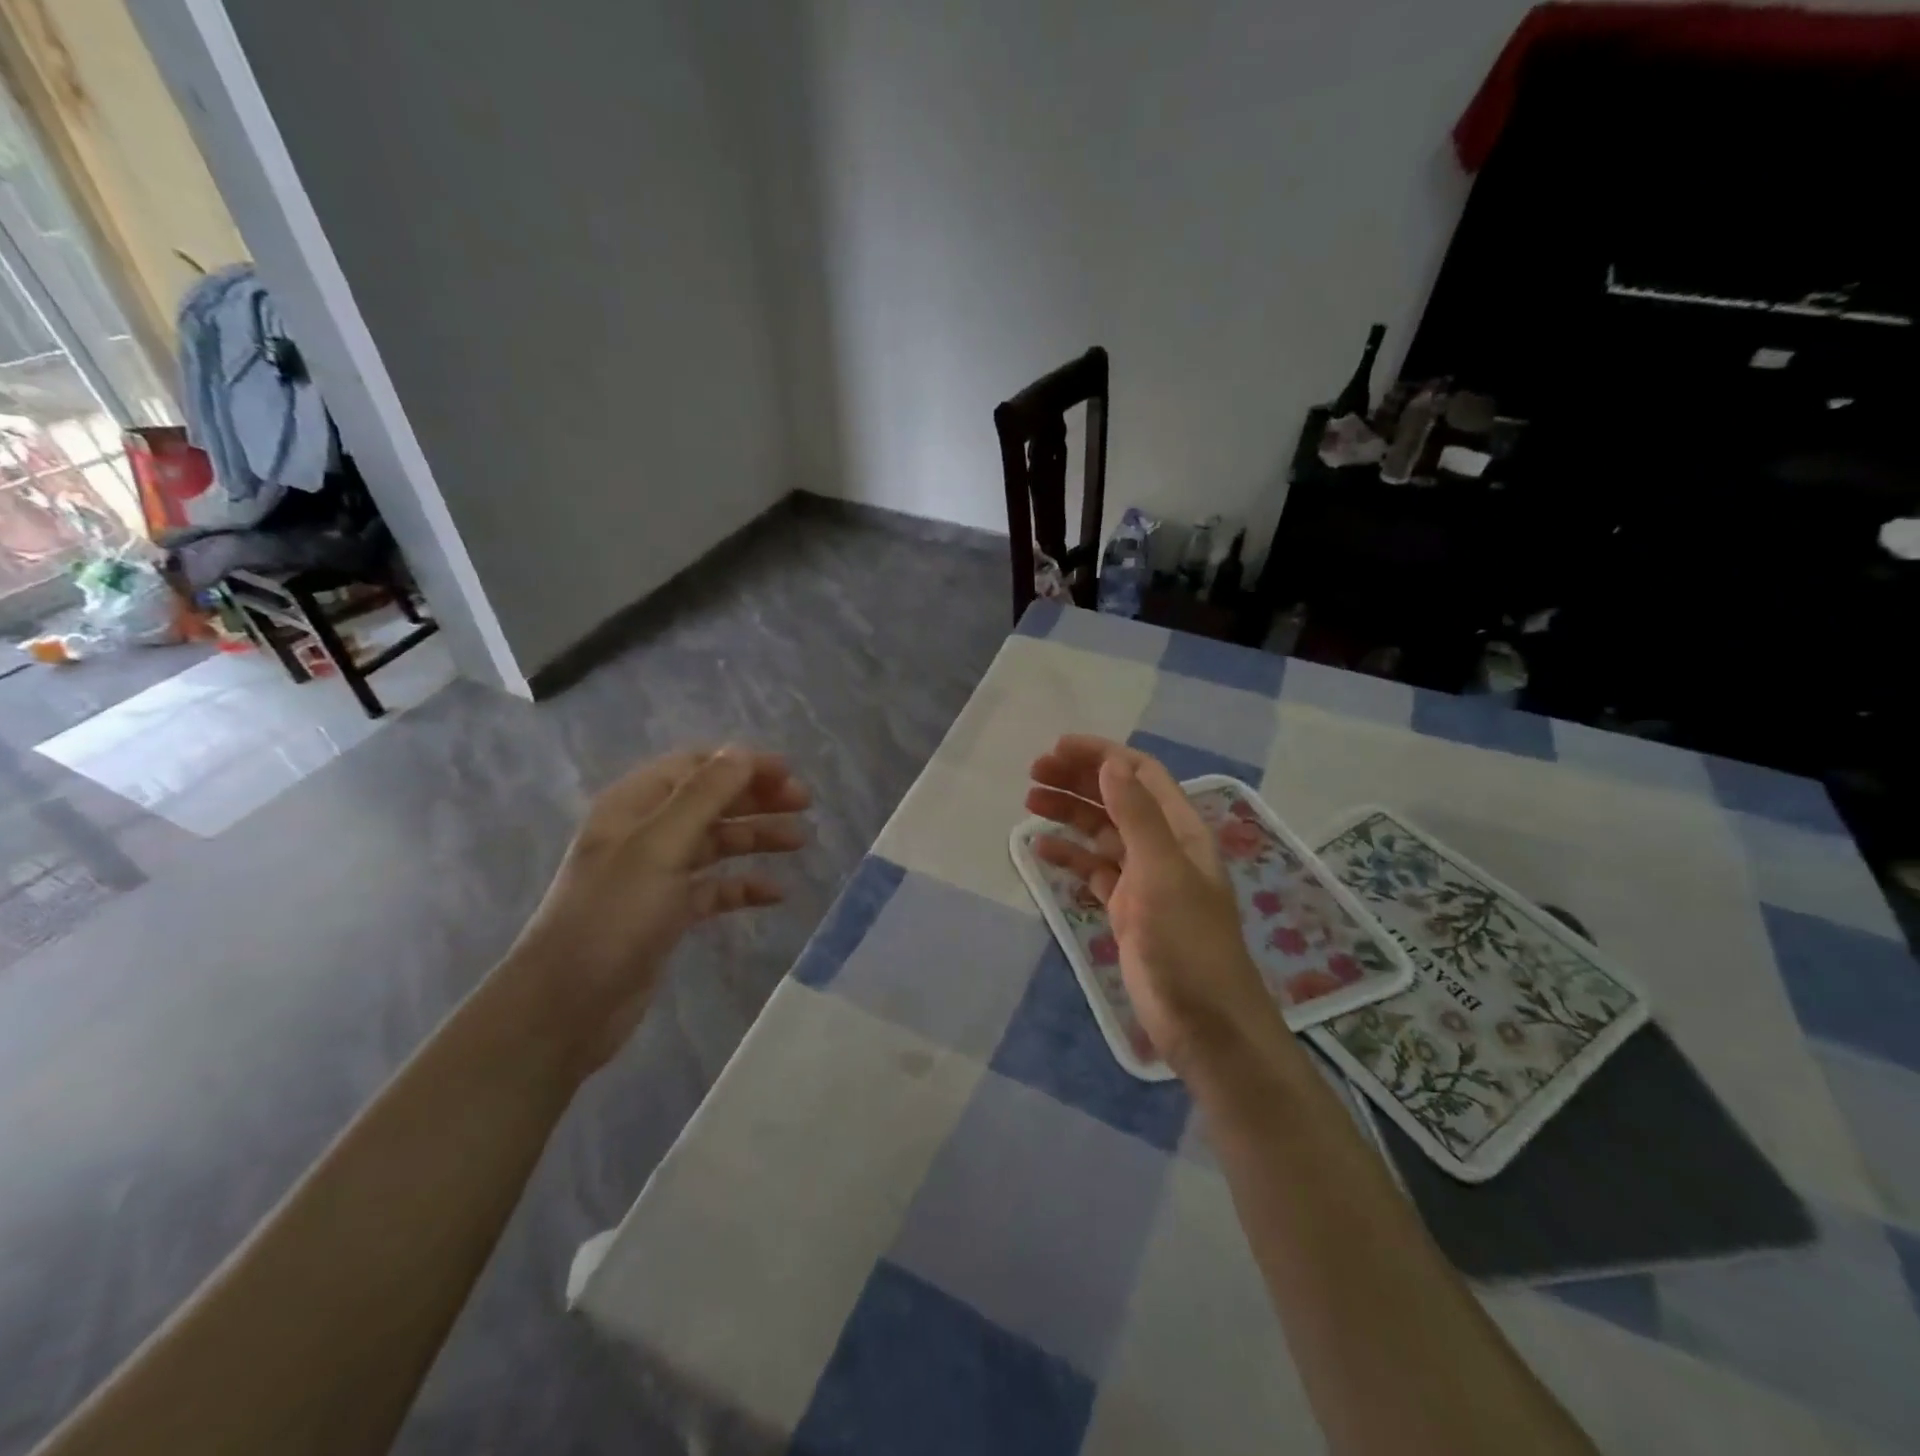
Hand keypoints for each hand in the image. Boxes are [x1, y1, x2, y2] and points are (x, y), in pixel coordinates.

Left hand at [509, 746, 808, 1075]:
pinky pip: (714, 888)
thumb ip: (704, 795)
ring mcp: (655, 875)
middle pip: (710, 801)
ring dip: (756, 837)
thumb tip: (742, 752)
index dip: (742, 764)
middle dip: (756, 798)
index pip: (696, 766)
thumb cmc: (613, 915)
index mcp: (635, 805)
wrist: (566, 1005)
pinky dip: (744, 886)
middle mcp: (645, 833)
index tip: (789, 774)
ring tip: (799, 842)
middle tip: (804, 804)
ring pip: (716, 843)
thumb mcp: (660, 845)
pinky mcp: (666, 914)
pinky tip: (775, 894)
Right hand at [1026, 736, 1276, 1069]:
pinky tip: (1041, 850)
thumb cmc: (1187, 941)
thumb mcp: (1162, 871)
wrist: (1203, 1021)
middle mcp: (1162, 846)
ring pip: (1101, 832)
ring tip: (1029, 802)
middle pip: (1117, 797)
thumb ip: (1137, 815)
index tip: (1056, 749)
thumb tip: (1111, 762)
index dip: (1101, 755)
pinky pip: (1093, 870)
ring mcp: (1143, 878)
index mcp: (1180, 829)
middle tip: (1033, 774)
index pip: (1139, 774)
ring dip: (1068, 813)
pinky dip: (1069, 856)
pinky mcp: (1127, 908)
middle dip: (1078, 780)